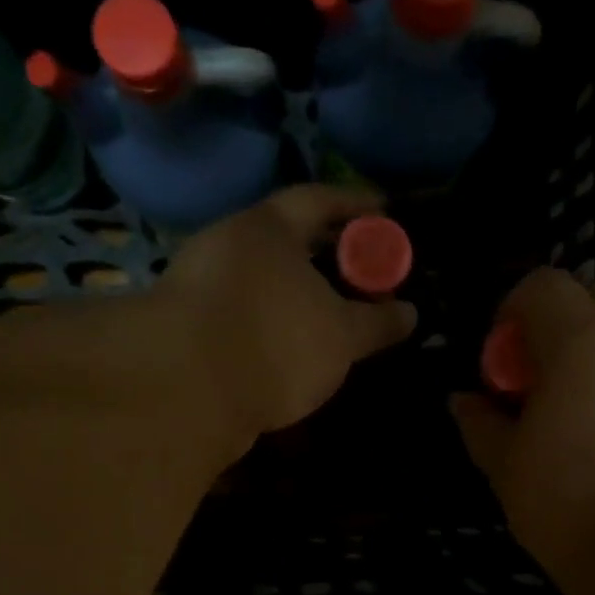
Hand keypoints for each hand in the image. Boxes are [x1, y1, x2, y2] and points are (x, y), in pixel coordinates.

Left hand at [158, 186, 416, 441]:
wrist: (184, 394)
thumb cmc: (275, 343)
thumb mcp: (342, 336)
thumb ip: (378, 322)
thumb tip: (410, 313)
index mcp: (267, 228)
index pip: (319, 200)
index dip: (356, 205)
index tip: (386, 213)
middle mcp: (229, 245)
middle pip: (288, 240)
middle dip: (329, 254)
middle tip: (364, 271)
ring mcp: (202, 286)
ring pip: (264, 279)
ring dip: (298, 292)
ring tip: (334, 314)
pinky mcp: (188, 328)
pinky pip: (245, 312)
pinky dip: (274, 321)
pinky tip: (293, 347)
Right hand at [451, 269, 594, 566]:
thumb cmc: (567, 500)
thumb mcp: (505, 465)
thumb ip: (480, 423)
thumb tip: (462, 400)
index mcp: (578, 340)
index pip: (543, 285)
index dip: (513, 310)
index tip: (500, 359)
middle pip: (593, 297)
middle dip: (559, 323)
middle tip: (536, 379)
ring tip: (576, 410)